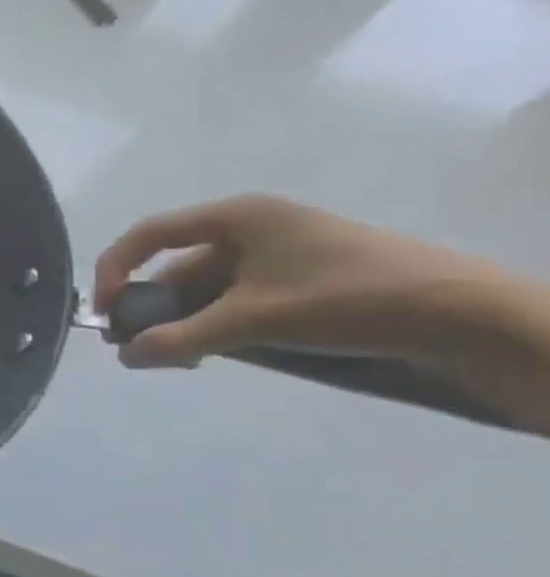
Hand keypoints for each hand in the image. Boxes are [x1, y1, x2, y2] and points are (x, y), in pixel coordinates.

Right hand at [92, 195, 508, 369]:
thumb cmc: (349, 300)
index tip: (105, 314)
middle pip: (175, 267)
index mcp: (236, 217)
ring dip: (184, 323)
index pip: (147, 236)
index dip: (114, 272)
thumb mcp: (253, 321)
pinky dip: (217, 326)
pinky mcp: (303, 281)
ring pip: (206, 289)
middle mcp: (252, 228)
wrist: (472, 319)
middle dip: (152, 309)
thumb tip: (125, 356)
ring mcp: (280, 255)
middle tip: (139, 349)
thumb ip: (179, 338)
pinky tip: (217, 353)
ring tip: (180, 359)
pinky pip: (237, 300)